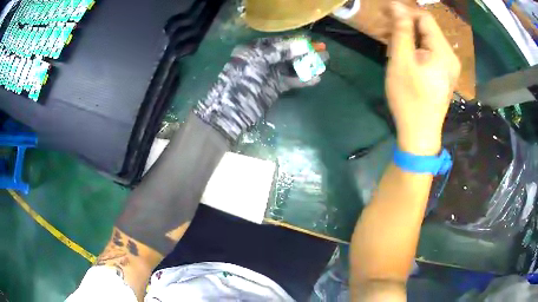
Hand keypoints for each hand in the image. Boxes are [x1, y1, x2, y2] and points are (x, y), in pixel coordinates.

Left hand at [195, 37, 325, 140]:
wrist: (232, 110)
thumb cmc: (241, 80)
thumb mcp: (258, 60)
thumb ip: (280, 51)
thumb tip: (303, 45)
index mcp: (255, 49)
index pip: (279, 42)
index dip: (295, 42)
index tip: (311, 42)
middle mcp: (263, 59)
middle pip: (288, 54)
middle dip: (305, 53)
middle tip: (323, 52)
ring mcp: (270, 74)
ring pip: (292, 67)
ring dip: (307, 65)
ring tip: (324, 64)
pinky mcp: (275, 88)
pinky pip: (292, 81)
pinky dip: (303, 80)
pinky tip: (316, 78)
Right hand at [386, 2, 460, 154]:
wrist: (420, 134)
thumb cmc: (409, 98)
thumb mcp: (401, 61)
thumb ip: (400, 30)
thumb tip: (396, 6)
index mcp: (442, 51)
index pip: (424, 18)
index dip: (404, 11)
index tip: (384, 12)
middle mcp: (450, 56)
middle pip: (427, 28)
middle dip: (406, 24)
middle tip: (385, 29)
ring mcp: (449, 66)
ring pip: (428, 40)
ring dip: (409, 36)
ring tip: (392, 43)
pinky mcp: (444, 74)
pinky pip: (430, 52)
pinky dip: (416, 48)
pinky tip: (404, 55)